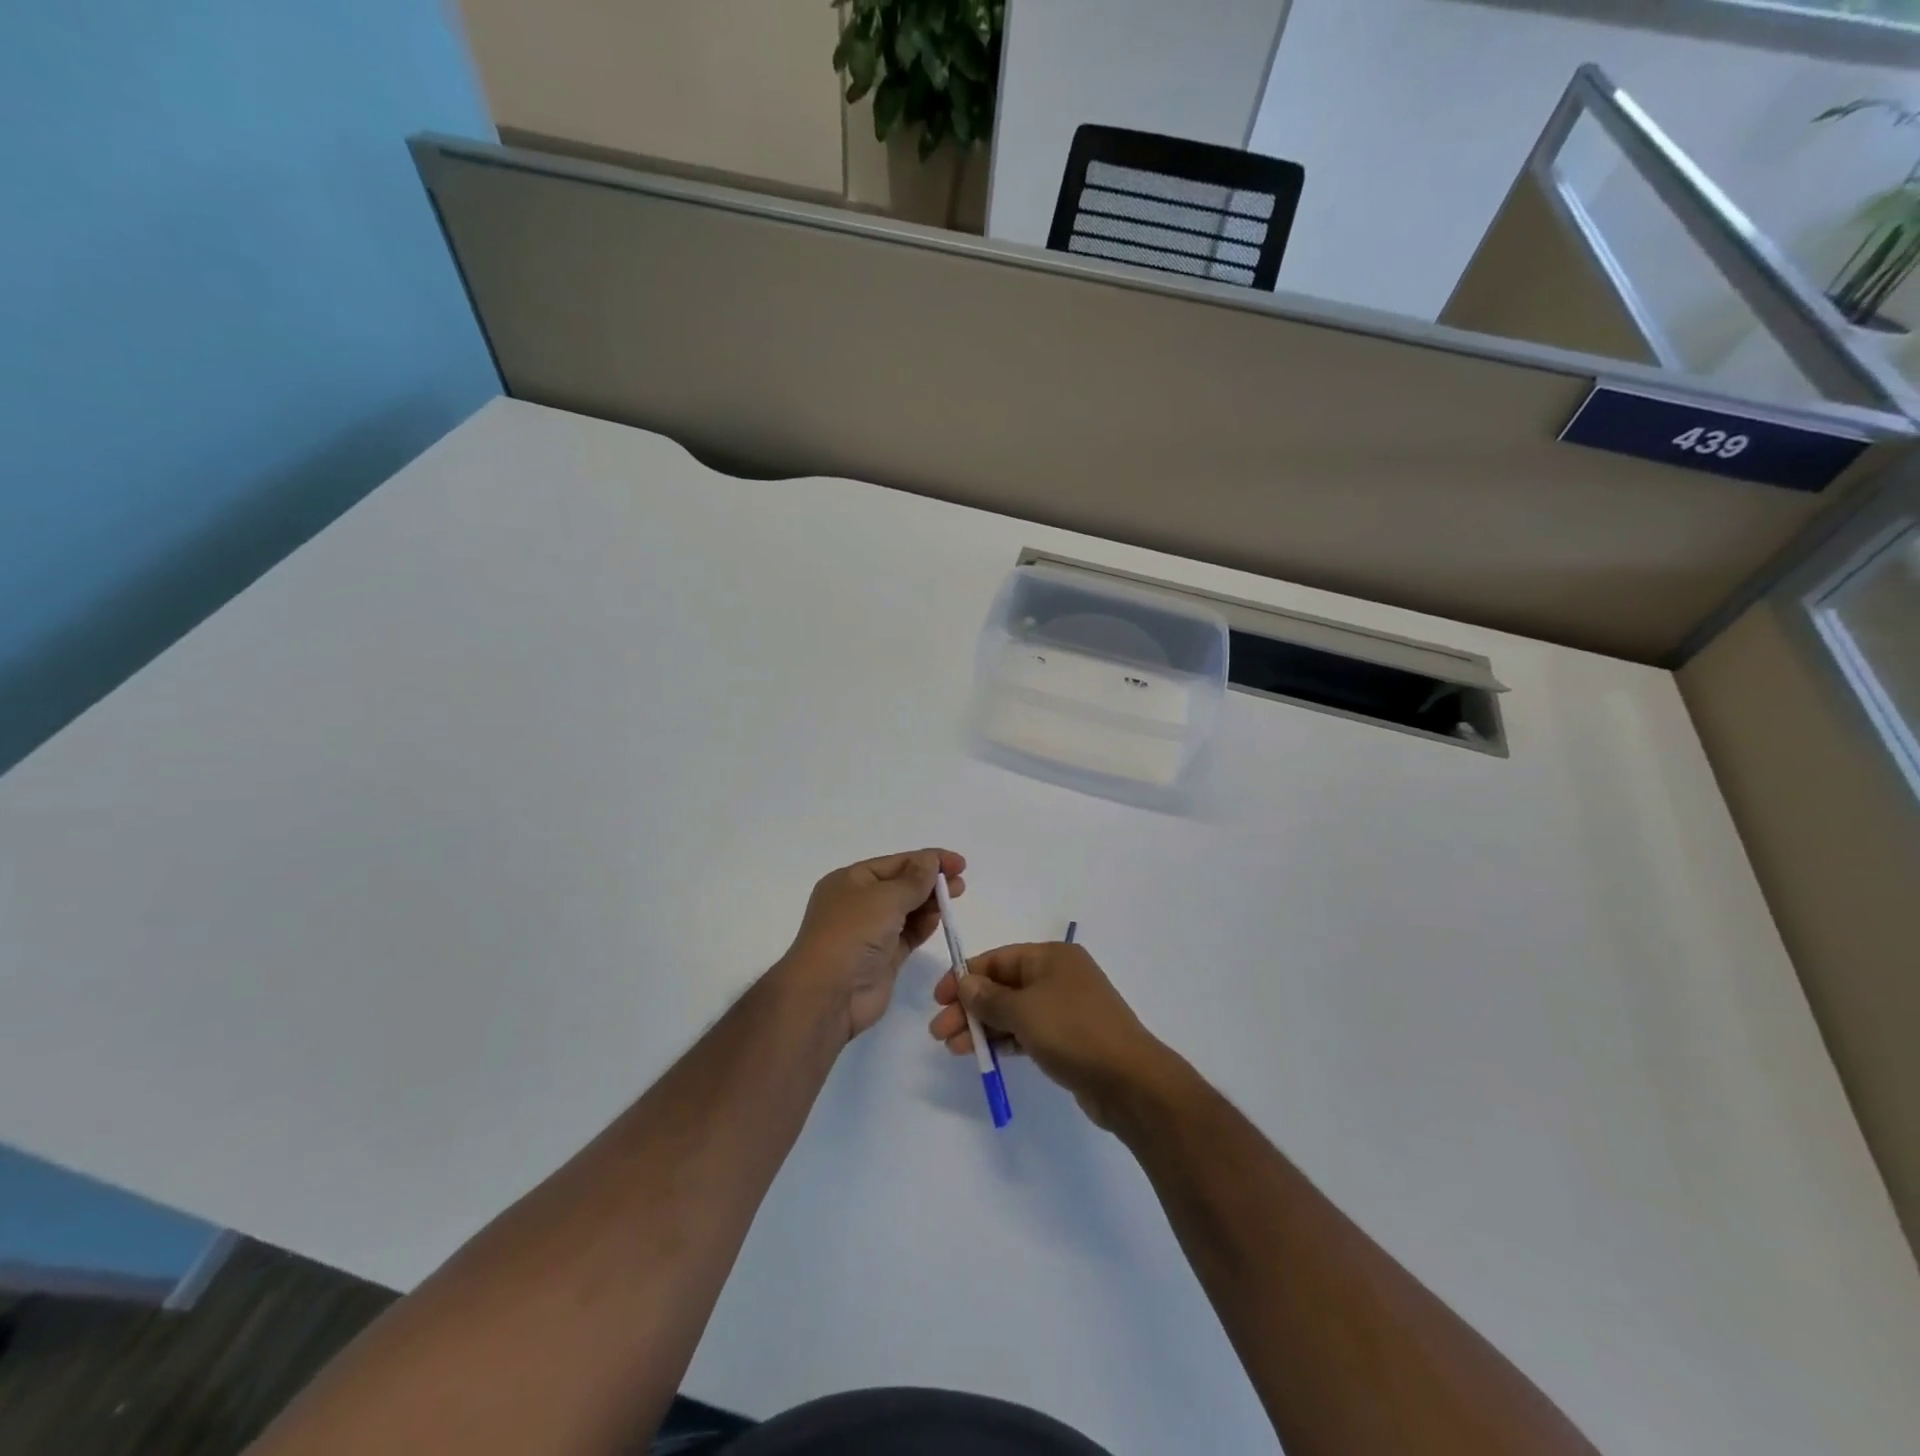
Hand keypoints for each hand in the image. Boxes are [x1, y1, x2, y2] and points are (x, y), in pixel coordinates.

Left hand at [778, 849, 965, 1040]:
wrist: (828, 994)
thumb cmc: (852, 934)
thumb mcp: (885, 898)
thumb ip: (914, 880)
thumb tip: (931, 861)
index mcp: (850, 880)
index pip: (895, 863)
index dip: (927, 860)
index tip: (959, 863)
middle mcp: (859, 903)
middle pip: (902, 885)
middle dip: (931, 882)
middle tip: (961, 883)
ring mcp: (870, 932)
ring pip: (907, 910)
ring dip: (929, 903)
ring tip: (955, 898)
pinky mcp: (883, 958)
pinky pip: (908, 935)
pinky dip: (924, 925)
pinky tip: (939, 919)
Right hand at [929, 943, 1171, 1129]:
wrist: (1130, 1081)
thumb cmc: (1073, 1032)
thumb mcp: (1024, 1010)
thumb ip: (989, 998)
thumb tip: (966, 983)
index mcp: (1051, 957)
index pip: (998, 959)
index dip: (965, 976)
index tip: (938, 999)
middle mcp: (1058, 977)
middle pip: (1003, 986)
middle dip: (970, 1007)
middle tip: (940, 1032)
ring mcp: (1065, 1009)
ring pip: (1013, 1012)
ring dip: (982, 1027)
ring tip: (953, 1048)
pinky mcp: (1068, 1039)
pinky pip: (1027, 1032)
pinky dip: (1004, 1040)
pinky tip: (982, 1055)